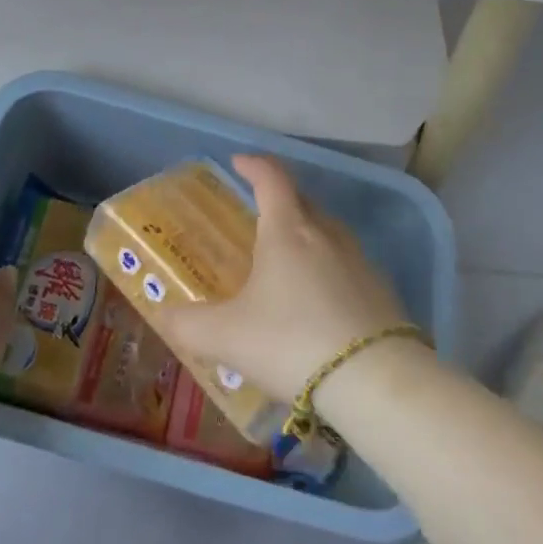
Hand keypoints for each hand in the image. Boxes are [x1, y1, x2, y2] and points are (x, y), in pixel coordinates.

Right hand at [155, 155, 408, 401]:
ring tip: (288, 257)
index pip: (271, 178)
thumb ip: (190, 324)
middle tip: (259, 213)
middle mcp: (325, 233)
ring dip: (307, 233)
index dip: (254, 165)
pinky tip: (320, 300)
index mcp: (288, 230)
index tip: (239, 162)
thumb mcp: (228, 337)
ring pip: (328, 231)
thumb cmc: (292, 342)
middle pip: (301, 200)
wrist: (375, 381)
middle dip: (279, 198)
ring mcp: (359, 260)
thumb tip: (161, 312)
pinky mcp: (381, 290)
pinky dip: (329, 268)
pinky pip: (347, 264)